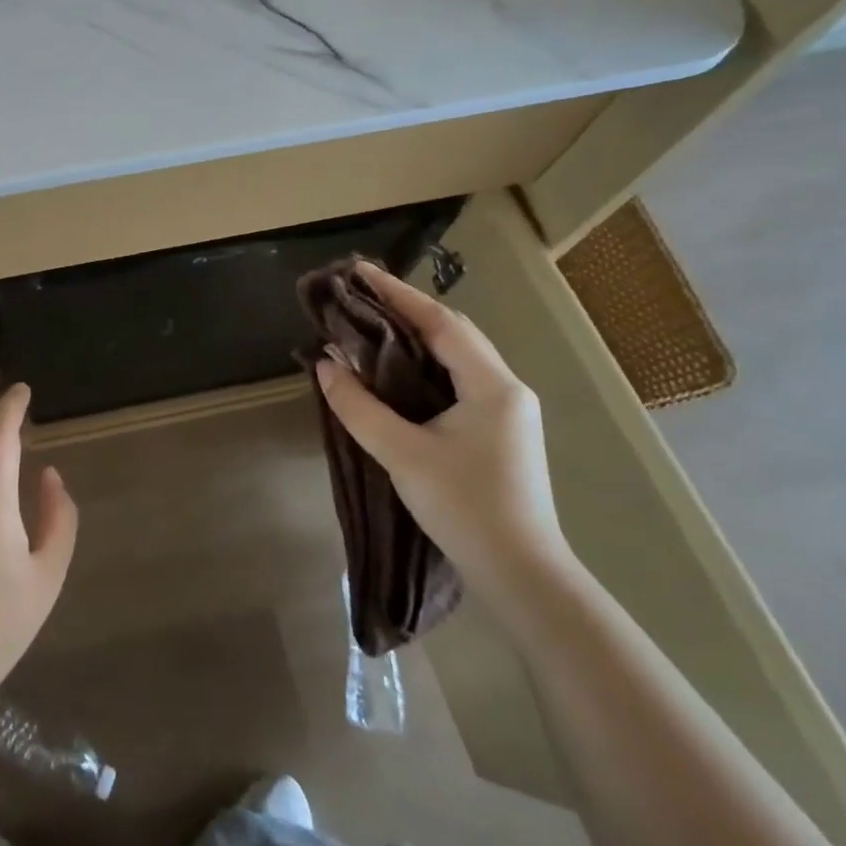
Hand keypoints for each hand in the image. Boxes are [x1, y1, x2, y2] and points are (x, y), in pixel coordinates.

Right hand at [315, 261, 570, 604]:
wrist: (521, 574)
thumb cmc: (464, 508)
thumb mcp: (402, 454)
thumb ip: (359, 407)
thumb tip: (325, 365)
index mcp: (492, 385)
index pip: (440, 322)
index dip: (397, 294)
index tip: (360, 271)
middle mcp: (507, 388)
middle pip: (453, 332)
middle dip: (407, 309)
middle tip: (362, 295)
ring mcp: (508, 411)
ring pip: (458, 356)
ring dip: (418, 336)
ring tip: (374, 323)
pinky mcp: (501, 431)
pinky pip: (460, 379)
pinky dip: (427, 364)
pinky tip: (400, 370)